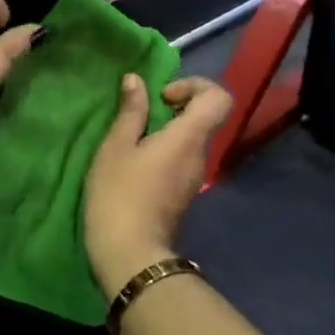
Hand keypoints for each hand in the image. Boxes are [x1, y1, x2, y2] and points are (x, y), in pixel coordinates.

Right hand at [84, 75, 233, 297]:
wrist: (129, 253)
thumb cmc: (119, 194)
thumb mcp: (116, 147)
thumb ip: (130, 112)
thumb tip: (137, 81)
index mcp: (188, 138)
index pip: (219, 98)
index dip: (195, 86)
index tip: (163, 96)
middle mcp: (200, 155)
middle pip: (204, 118)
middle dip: (174, 108)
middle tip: (139, 116)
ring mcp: (194, 178)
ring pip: (189, 140)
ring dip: (165, 131)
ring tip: (130, 140)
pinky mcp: (182, 194)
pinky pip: (180, 159)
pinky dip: (162, 152)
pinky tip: (133, 164)